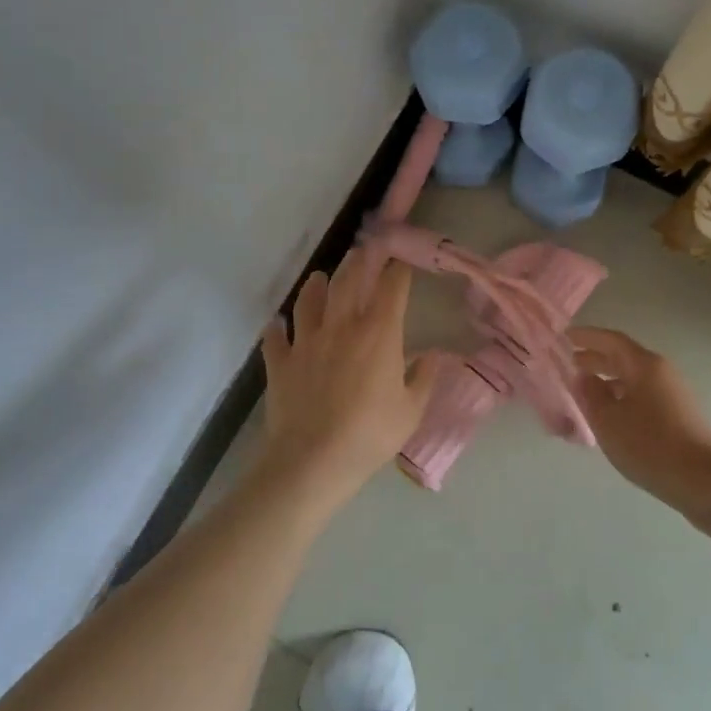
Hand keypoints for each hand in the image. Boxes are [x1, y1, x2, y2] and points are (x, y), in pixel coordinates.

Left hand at [258, 249, 439, 501]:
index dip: (397, 271)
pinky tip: (277, 325)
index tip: (401, 261)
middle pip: (348, 281)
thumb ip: (424, 379)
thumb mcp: (411, 411)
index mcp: (379, 334)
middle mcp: (342, 327)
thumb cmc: (370, 435)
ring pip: (309, 301)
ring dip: (316, 286)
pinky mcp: (280, 361)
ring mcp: (306, 341)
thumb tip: (435, 356)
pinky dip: (276, 328)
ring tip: (320, 278)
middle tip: (363, 250)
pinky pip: (275, 337)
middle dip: (358, 262)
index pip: (391, 289)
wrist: (313, 460)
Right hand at [569, 327, 710, 532]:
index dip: (587, 336)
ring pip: (634, 378)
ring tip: (586, 391)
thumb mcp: (608, 421)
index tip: (565, 336)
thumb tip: (584, 377)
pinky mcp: (679, 414)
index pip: (611, 340)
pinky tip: (611, 414)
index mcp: (644, 365)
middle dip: (596, 358)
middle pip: (624, 358)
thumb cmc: (649, 445)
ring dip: (609, 380)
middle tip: (571, 362)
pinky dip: (622, 396)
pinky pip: (643, 395)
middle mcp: (661, 372)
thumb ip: (591, 394)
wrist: (704, 481)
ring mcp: (673, 393)